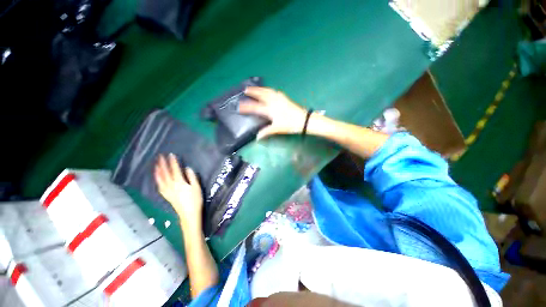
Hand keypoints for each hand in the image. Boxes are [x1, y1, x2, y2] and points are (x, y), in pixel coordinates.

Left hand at [154, 153, 202, 224]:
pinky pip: (160, 187)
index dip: (173, 162)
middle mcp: (171, 186)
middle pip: (165, 174)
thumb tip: (187, 168)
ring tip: (156, 166)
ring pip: (160, 180)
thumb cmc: (195, 200)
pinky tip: (157, 179)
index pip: (175, 170)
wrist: (189, 214)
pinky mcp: (167, 196)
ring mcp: (168, 191)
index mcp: (179, 183)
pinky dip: (158, 181)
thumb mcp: (197, 187)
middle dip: (162, 165)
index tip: (171, 155)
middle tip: (159, 157)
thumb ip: (192, 177)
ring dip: (158, 172)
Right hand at [239, 87, 306, 139]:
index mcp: (270, 110)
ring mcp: (280, 98)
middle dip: (253, 92)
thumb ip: (266, 132)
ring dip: (260, 89)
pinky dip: (269, 90)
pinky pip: (274, 91)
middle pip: (261, 95)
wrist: (304, 120)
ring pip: (268, 91)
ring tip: (255, 88)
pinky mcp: (285, 98)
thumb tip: (257, 137)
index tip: (239, 106)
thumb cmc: (290, 125)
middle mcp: (274, 102)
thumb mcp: (277, 129)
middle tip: (246, 89)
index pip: (256, 108)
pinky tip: (269, 90)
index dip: (247, 107)